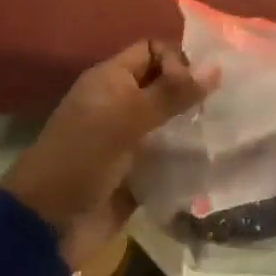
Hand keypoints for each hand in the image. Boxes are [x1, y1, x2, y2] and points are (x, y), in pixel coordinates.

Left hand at [2, 40, 216, 270]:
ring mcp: (131, 140)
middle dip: (195, 93)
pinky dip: (190, 157)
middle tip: (225, 106)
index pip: (153, 50)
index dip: (178, 59)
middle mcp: (122, 104)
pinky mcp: (141, 172)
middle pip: (166, 86)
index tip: (199, 85)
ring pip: (173, 121)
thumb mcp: (125, 119)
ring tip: (225, 132)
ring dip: (197, 126)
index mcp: (111, 81)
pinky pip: (172, 157)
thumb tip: (217, 67)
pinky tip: (214, 160)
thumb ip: (171, 94)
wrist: (49, 225)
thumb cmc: (82, 160)